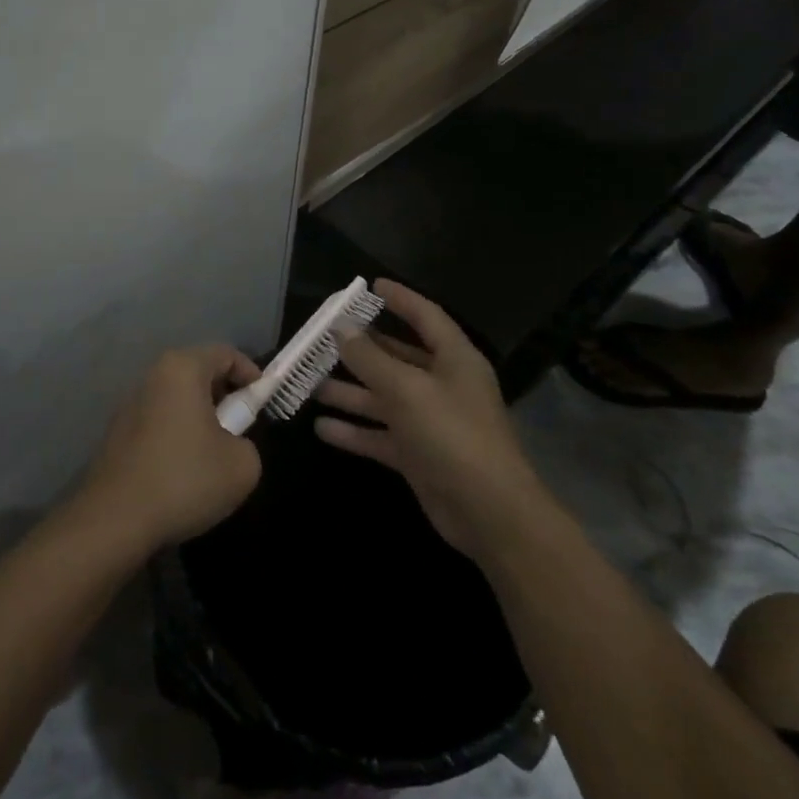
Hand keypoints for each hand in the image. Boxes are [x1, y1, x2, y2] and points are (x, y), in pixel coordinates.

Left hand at [82, 345, 262, 550]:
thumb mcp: (242, 465)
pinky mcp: (118, 431)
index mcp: (182, 369)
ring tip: (214, 455)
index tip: (264, 404)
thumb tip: (232, 443)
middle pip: (199, 373)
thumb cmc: (185, 479)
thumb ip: (248, 442)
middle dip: (225, 397)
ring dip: (200, 417)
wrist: (116, 518)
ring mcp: (130, 402)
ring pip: (178, 398)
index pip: (225, 353)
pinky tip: (183, 470)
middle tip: (242, 430)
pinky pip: (159, 419)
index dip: (251, 375)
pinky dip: (177, 433)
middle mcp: (153, 376)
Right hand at [314, 281, 539, 558]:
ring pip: (382, 397)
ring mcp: (429, 422)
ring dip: (349, 391)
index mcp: (454, 360)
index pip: (426, 317)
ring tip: (310, 382)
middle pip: (397, 357)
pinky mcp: (417, 455)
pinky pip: (379, 435)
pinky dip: (353, 431)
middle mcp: (442, 385)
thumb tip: (341, 328)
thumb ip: (370, 357)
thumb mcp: (406, 388)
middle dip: (361, 348)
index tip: (371, 285)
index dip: (400, 299)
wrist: (489, 513)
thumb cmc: (452, 435)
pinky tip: (321, 427)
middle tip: (323, 336)